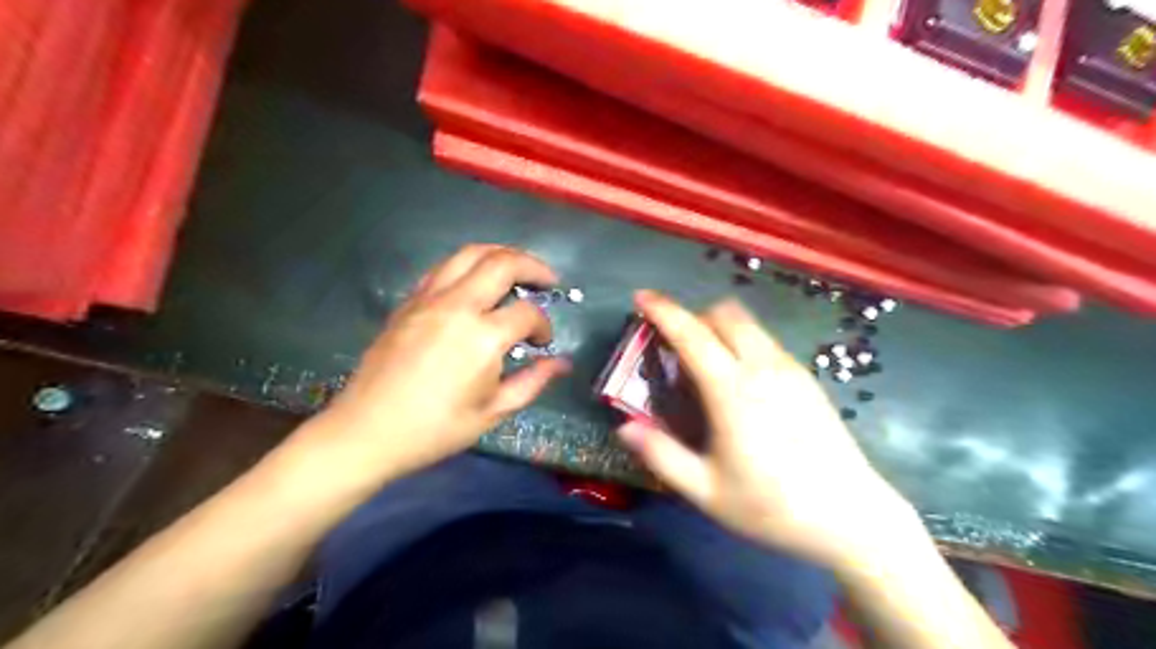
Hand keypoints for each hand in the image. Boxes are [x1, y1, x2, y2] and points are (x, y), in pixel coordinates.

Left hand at [313, 246, 567, 478]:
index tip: (543, 343)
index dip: (544, 325)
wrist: (367, 431)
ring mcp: (428, 299)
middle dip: (533, 266)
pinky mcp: (408, 302)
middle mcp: (457, 306)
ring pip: (469, 254)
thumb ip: (532, 381)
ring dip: (500, 254)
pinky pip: (443, 268)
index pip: (527, 314)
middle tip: (548, 279)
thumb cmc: (435, 429)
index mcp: (482, 338)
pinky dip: (468, 266)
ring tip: (516, 268)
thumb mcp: (492, 412)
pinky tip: (475, 282)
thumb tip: (561, 363)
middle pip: (502, 263)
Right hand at [618, 288, 916, 568]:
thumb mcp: (707, 491)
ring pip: (749, 324)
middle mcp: (763, 367)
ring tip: (706, 364)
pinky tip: (740, 383)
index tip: (642, 296)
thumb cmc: (773, 507)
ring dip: (720, 328)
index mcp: (733, 391)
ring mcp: (790, 369)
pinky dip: (742, 342)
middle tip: (675, 345)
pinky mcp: (807, 379)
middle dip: (695, 316)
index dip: (664, 310)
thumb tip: (625, 427)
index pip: (692, 334)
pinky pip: (766, 341)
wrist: (852, 516)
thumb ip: (662, 455)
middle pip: (725, 314)